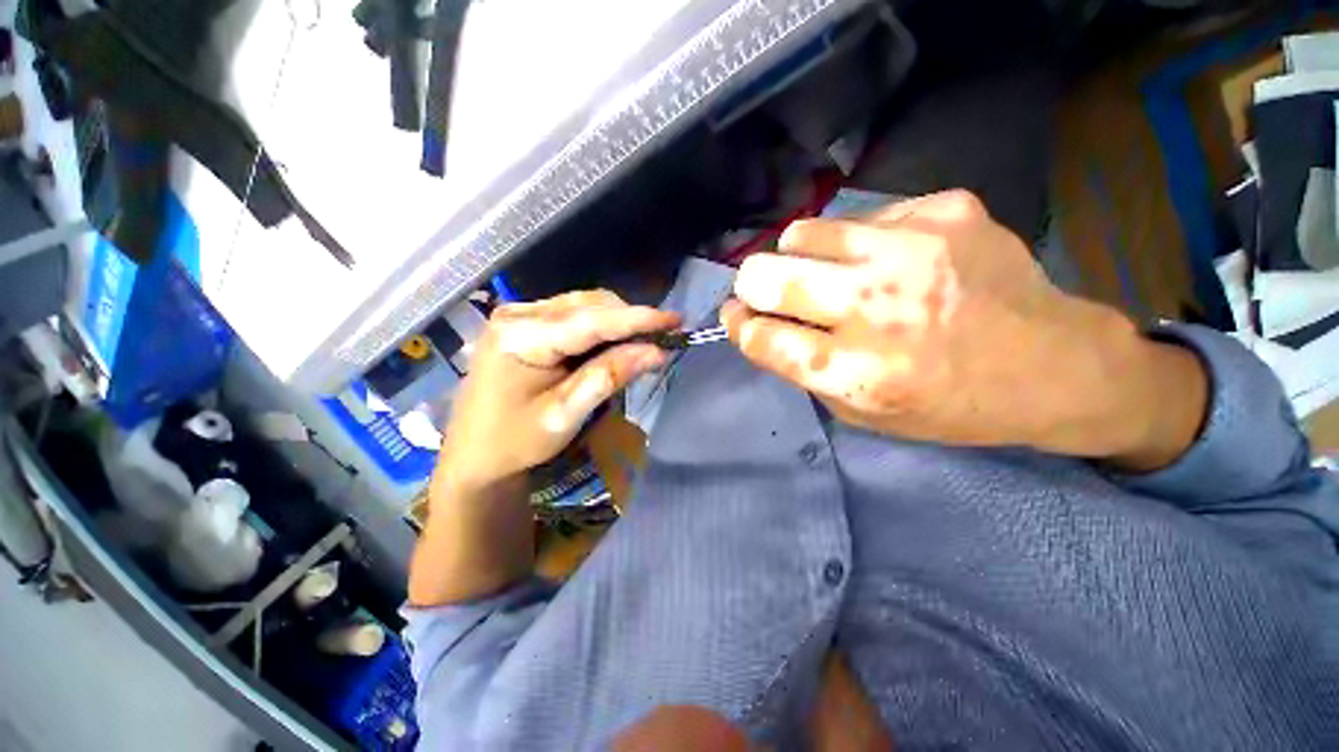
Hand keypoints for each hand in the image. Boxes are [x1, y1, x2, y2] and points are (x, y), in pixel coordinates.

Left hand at [438, 290, 680, 494]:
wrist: (474, 454)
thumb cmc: (515, 441)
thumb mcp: (565, 414)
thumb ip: (608, 377)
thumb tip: (656, 351)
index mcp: (520, 337)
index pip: (591, 320)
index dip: (637, 319)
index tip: (675, 320)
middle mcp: (518, 314)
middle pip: (589, 305)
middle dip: (629, 320)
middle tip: (662, 339)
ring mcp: (519, 315)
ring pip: (584, 306)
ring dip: (618, 322)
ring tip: (643, 342)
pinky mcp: (525, 323)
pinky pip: (574, 314)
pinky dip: (601, 327)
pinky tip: (614, 344)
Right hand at [723, 190, 1206, 469]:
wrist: (1053, 364)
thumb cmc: (948, 405)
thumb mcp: (862, 414)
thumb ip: (803, 371)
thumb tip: (759, 326)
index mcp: (855, 372)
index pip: (761, 337)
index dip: (738, 325)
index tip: (737, 318)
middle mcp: (876, 309)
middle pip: (766, 277)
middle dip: (752, 286)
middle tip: (764, 292)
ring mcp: (912, 251)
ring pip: (803, 234)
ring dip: (798, 257)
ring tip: (824, 271)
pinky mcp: (945, 211)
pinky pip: (862, 218)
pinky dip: (857, 243)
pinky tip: (888, 260)